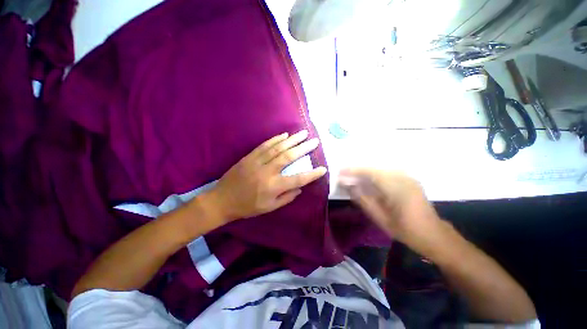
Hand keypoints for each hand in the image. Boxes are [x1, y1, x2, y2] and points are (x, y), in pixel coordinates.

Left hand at [208, 130, 326, 222]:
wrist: (222, 200)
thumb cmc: (247, 207)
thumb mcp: (269, 208)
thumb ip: (286, 198)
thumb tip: (300, 188)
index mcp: (273, 187)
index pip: (298, 179)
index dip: (312, 174)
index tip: (323, 168)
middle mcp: (267, 172)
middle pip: (289, 157)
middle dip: (304, 148)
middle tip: (314, 141)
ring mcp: (257, 162)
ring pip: (278, 148)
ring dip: (292, 140)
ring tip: (303, 133)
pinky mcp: (249, 157)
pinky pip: (264, 145)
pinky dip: (275, 139)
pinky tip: (284, 135)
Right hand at [338, 168, 441, 252]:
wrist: (433, 234)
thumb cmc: (406, 230)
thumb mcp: (381, 218)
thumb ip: (363, 200)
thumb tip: (348, 186)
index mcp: (397, 188)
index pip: (370, 173)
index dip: (353, 170)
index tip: (340, 171)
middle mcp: (403, 178)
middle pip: (374, 169)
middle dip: (357, 171)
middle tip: (344, 175)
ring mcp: (408, 178)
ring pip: (380, 170)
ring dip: (365, 173)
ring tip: (352, 178)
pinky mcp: (409, 180)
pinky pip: (387, 173)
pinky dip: (374, 176)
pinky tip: (368, 181)